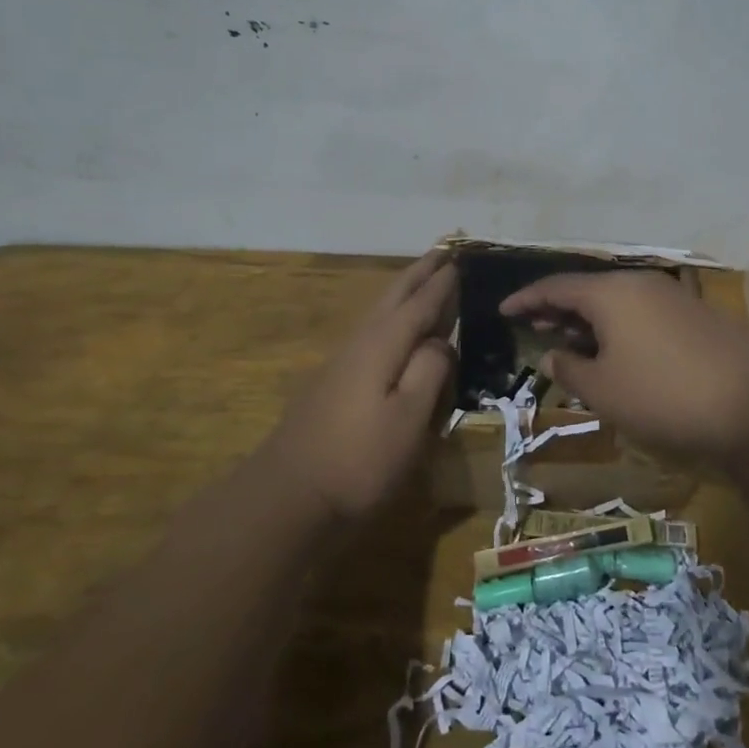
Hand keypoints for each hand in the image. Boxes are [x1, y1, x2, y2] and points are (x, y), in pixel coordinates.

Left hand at [264, 250, 457, 517]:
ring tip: (423, 278)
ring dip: (404, 291)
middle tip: (443, 250)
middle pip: (394, 297)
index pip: (421, 303)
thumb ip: (430, 371)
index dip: (442, 282)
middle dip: (420, 273)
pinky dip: (392, 317)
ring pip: (380, 313)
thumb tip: (442, 342)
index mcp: (383, 344)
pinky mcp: (334, 383)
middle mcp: (361, 342)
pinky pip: (373, 332)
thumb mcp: (409, 418)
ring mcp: (343, 362)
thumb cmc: (359, 460)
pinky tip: (395, 329)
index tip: (461, 257)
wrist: (287, 497)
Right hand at [498, 271, 748, 460]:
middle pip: (588, 289)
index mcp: (611, 293)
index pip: (556, 286)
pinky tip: (615, 351)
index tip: (503, 311)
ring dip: (589, 319)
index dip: (526, 299)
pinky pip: (641, 312)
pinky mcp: (695, 316)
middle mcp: (640, 283)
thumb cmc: (662, 395)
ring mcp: (672, 297)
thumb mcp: (604, 389)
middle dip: (557, 308)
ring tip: (569, 340)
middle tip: (533, 325)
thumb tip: (552, 354)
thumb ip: (570, 368)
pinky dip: (618, 326)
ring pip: (617, 301)